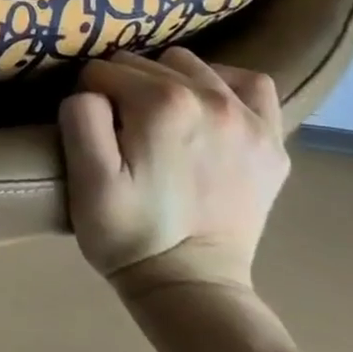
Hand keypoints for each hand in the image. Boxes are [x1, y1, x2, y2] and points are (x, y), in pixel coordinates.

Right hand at [58, 49, 288, 297]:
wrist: (191, 287)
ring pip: (189, 66)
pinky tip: (205, 109)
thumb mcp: (85, 178)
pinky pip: (249, 84)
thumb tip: (90, 91)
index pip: (103, 72)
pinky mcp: (271, 141)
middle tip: (119, 133)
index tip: (93, 133)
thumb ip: (81, 117)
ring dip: (165, 83)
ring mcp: (249, 119)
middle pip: (144, 64)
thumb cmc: (128, 233)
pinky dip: (222, 85)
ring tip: (157, 121)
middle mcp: (210, 98)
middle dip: (122, 89)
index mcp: (162, 104)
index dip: (88, 98)